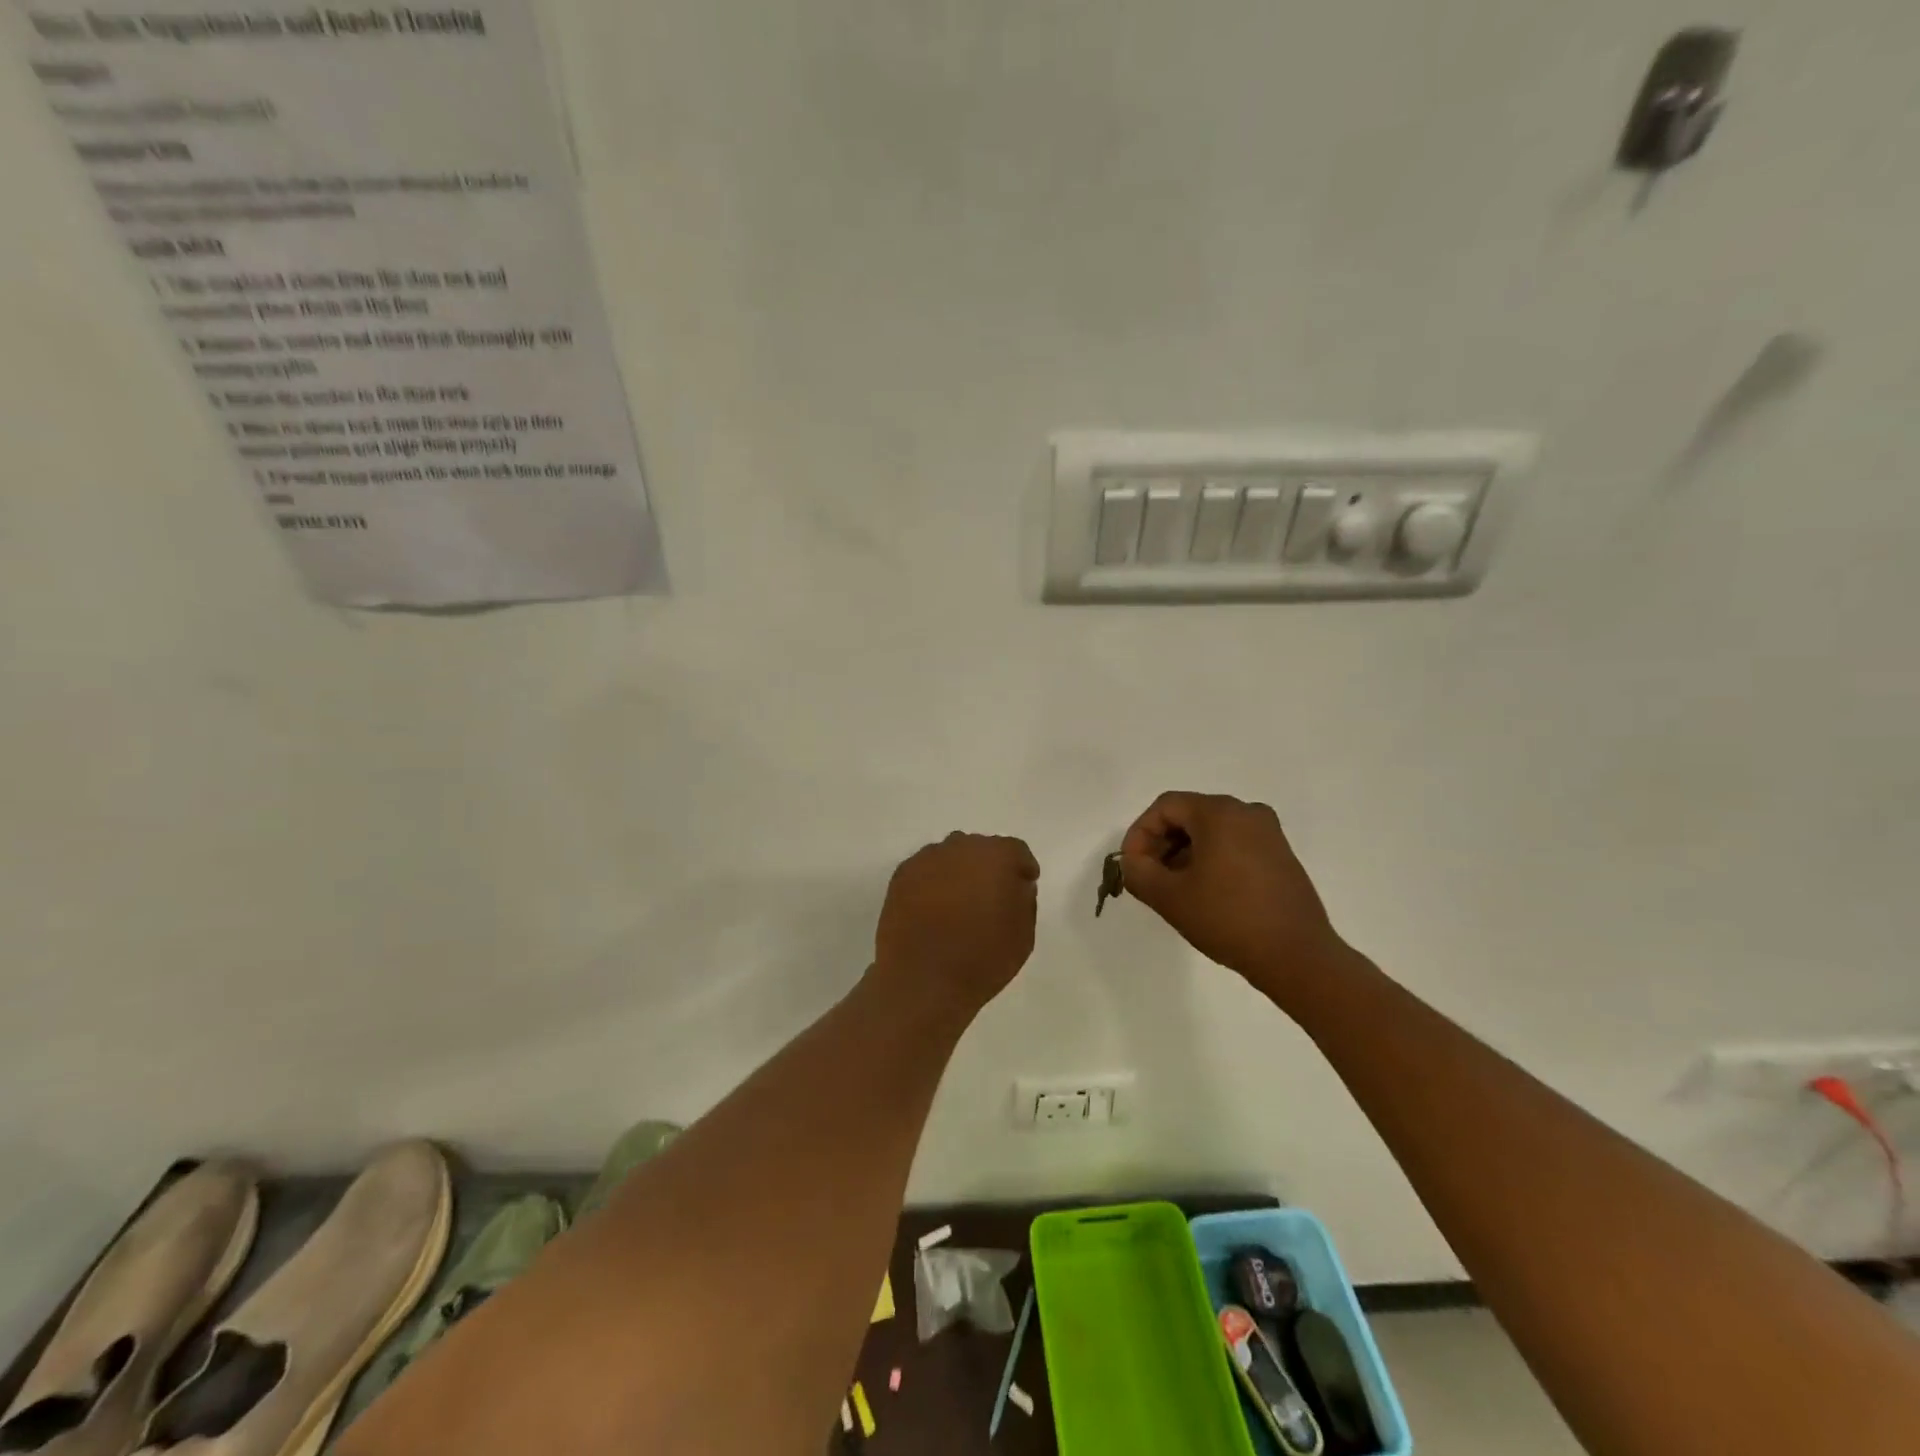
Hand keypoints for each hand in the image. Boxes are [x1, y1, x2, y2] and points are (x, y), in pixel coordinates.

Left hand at [873, 832, 1039, 1013]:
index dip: (1022, 868)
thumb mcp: (1023, 935)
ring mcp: (927, 859)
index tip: (1024, 884)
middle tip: (991, 895)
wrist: (922, 979)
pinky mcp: (901, 875)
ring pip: (951, 857)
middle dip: (989, 867)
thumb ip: (1024, 901)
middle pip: (981, 849)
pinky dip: (933, 882)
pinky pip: (926, 870)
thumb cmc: (982, 958)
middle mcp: (961, 847)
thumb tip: (1015, 885)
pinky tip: (934, 909)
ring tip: (959, 903)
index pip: (1016, 851)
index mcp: (997, 856)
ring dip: (959, 872)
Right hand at [1119, 792, 1344, 996]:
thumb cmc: (1228, 919)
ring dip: (1184, 853)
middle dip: (1161, 844)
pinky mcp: (1280, 856)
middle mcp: (1247, 812)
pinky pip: (1234, 844)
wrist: (1297, 956)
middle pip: (1189, 815)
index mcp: (1220, 813)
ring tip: (1173, 889)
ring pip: (1211, 831)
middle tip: (1149, 877)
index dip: (1140, 833)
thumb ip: (1138, 872)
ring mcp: (1269, 833)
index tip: (1131, 866)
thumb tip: (1132, 862)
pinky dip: (1211, 860)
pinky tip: (1204, 893)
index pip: (1165, 807)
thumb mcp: (1169, 897)